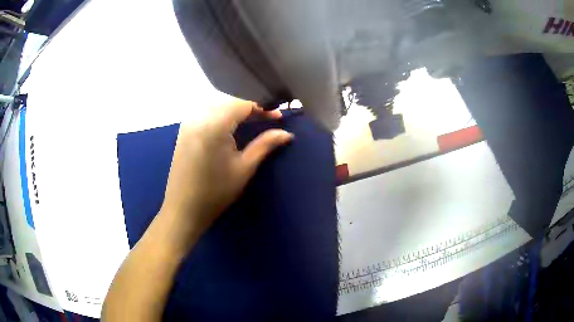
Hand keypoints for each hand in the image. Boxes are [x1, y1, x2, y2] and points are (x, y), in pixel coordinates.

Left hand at [160, 99, 292, 242]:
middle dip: (250, 108)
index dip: (262, 107)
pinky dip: (221, 116)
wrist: (183, 209)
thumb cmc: (216, 192)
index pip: (242, 104)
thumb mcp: (244, 168)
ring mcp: (188, 123)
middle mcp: (198, 118)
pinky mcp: (184, 131)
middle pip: (229, 102)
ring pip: (217, 106)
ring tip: (251, 123)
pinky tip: (230, 128)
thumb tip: (286, 133)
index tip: (277, 117)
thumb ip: (265, 145)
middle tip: (267, 120)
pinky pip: (206, 114)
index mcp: (214, 125)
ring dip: (236, 111)